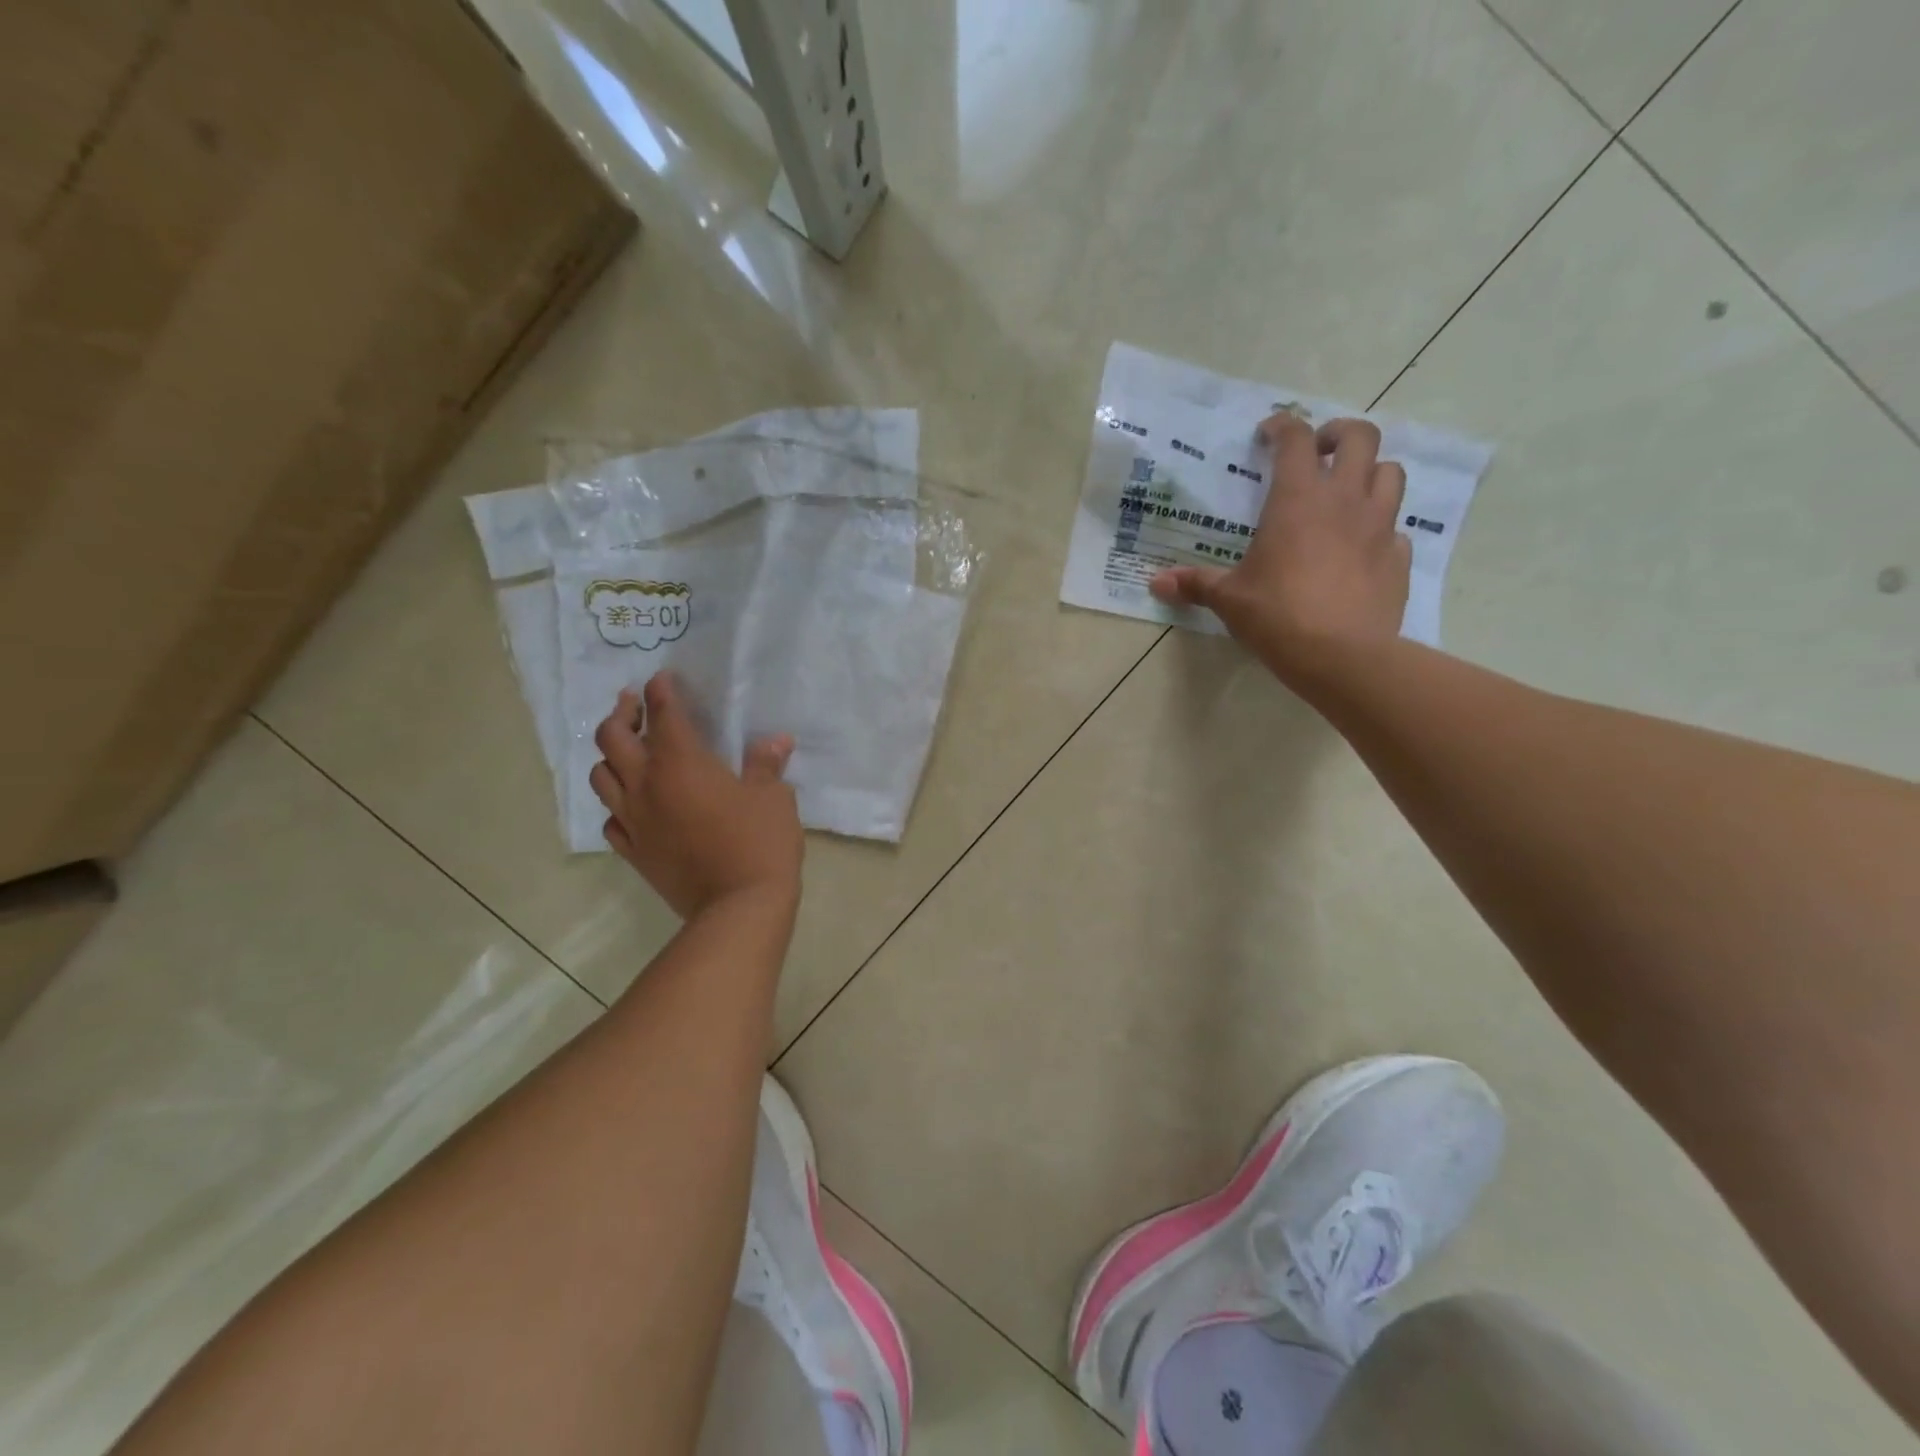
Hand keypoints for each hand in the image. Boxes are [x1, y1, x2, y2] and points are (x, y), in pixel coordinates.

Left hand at [590, 675, 802, 920]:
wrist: (737, 907)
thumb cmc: (759, 842)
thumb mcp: (773, 797)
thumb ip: (766, 764)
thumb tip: (775, 740)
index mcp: (681, 763)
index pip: (663, 714)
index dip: (661, 692)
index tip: (663, 680)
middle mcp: (647, 785)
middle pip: (612, 738)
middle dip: (622, 714)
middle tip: (636, 706)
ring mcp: (634, 820)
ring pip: (601, 776)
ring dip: (610, 756)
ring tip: (628, 752)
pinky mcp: (633, 851)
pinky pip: (610, 819)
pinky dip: (617, 802)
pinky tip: (633, 803)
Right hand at [1150, 412, 1408, 679]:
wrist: (1343, 657)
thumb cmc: (1278, 616)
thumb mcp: (1229, 600)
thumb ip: (1195, 584)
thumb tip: (1155, 583)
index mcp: (1297, 499)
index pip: (1296, 439)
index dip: (1283, 426)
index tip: (1268, 432)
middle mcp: (1344, 500)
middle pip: (1360, 437)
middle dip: (1338, 435)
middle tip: (1319, 452)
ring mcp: (1379, 526)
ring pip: (1390, 473)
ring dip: (1370, 472)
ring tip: (1347, 492)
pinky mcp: (1398, 558)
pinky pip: (1395, 528)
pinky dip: (1380, 528)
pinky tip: (1361, 548)